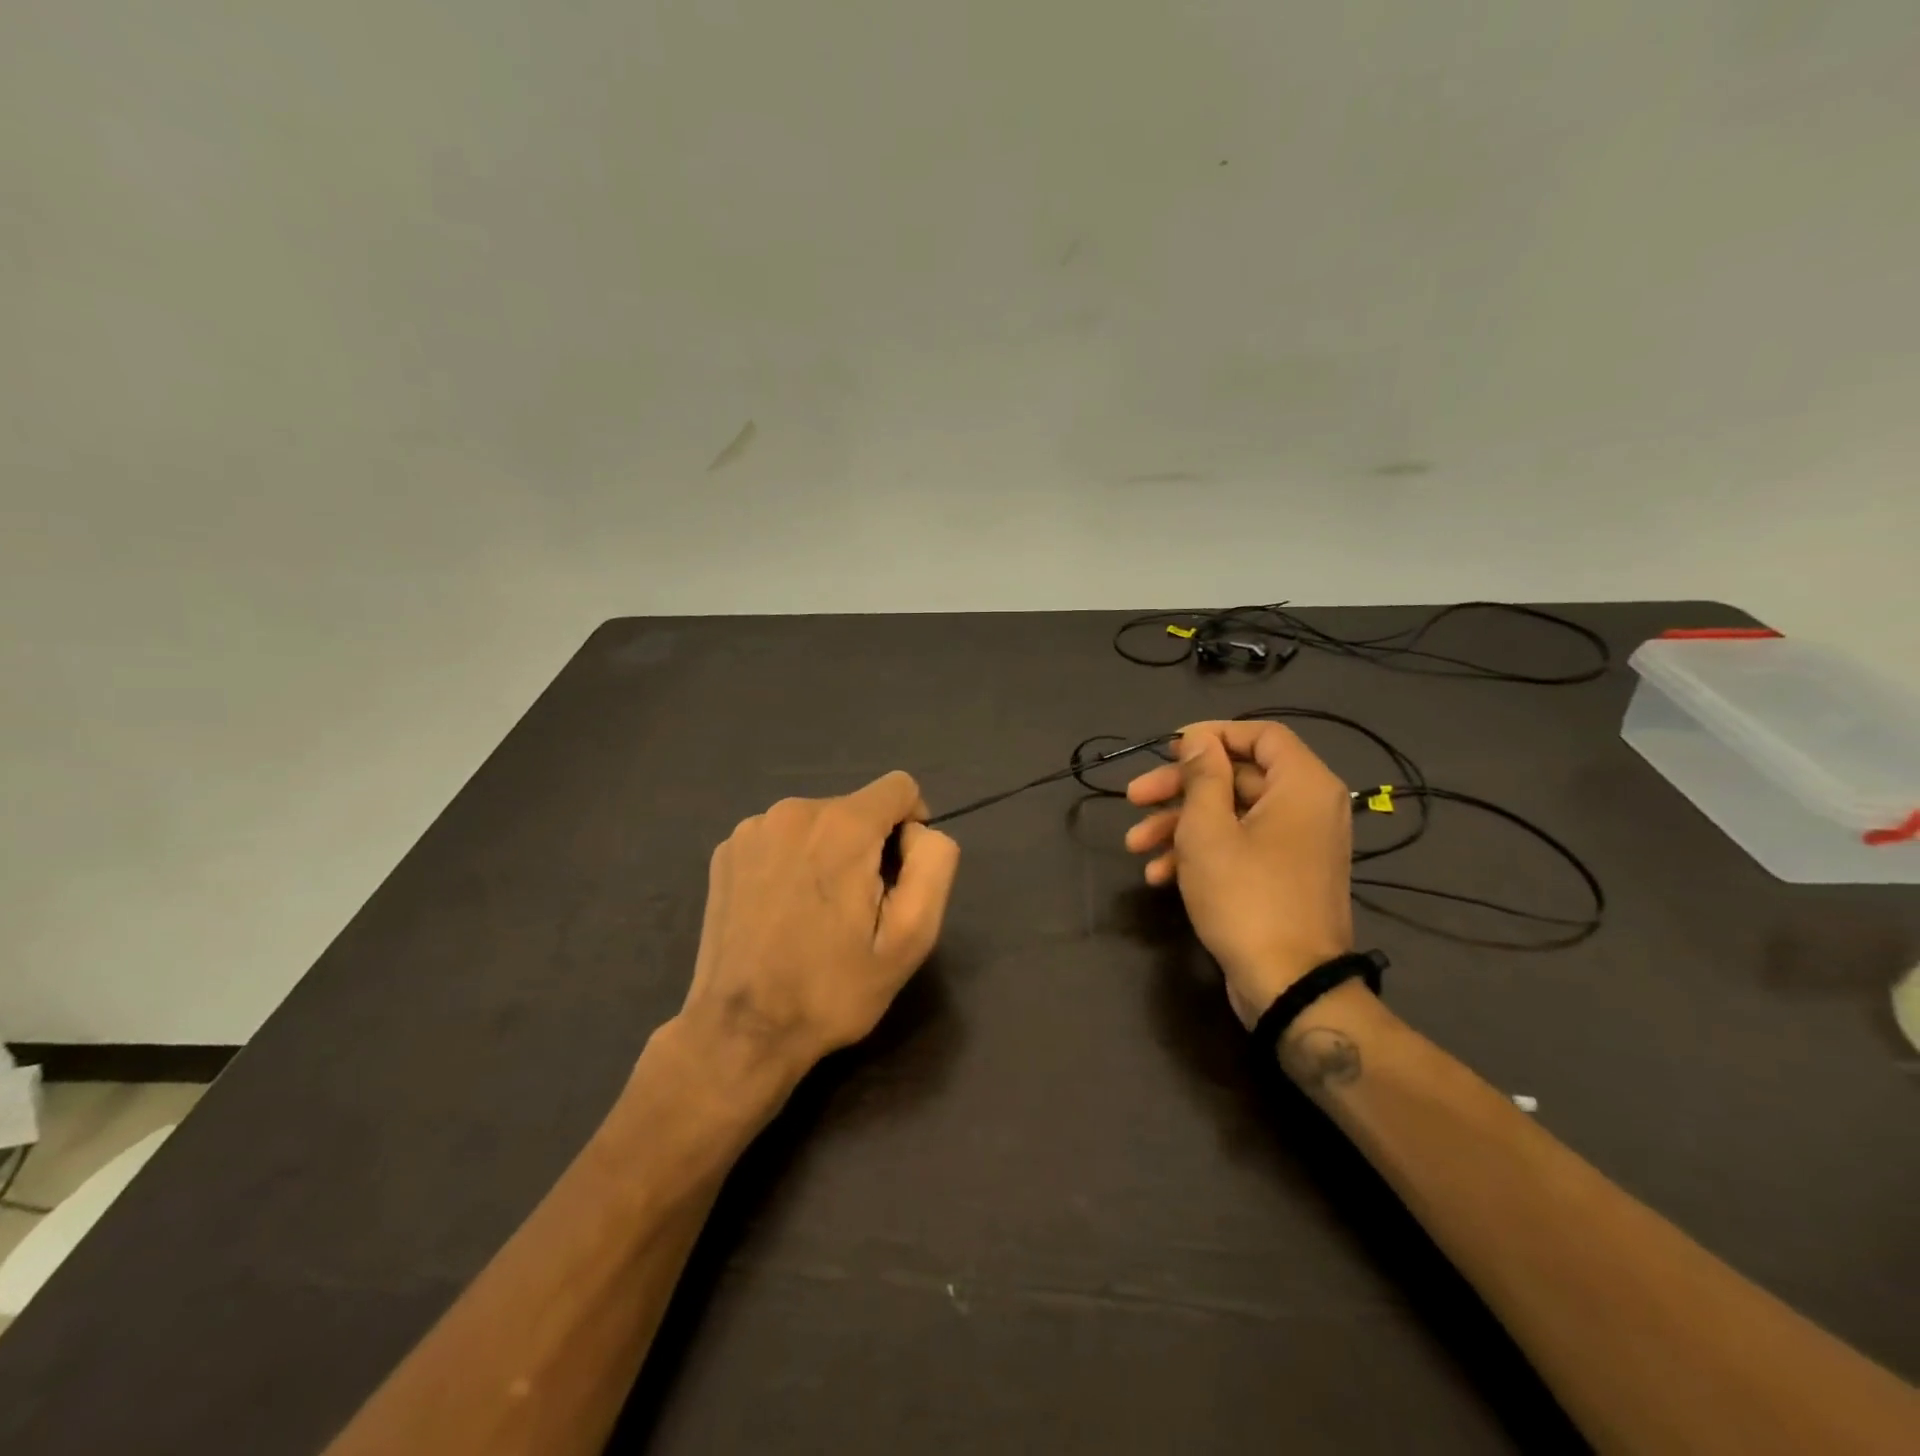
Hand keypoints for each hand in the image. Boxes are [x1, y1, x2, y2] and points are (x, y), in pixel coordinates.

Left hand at [675, 770, 960, 1089]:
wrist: (741, 1031)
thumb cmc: (833, 988)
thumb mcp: (911, 938)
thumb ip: (934, 865)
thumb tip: (919, 833)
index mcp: (842, 825)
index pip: (900, 787)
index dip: (912, 826)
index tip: (899, 877)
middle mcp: (794, 811)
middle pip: (857, 808)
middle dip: (868, 847)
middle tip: (856, 911)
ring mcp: (752, 828)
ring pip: (818, 823)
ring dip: (829, 853)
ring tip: (815, 914)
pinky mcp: (727, 851)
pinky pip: (781, 837)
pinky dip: (792, 861)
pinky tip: (781, 910)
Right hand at [1124, 722, 1353, 1026]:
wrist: (1288, 985)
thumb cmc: (1246, 896)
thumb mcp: (1208, 830)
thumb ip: (1202, 776)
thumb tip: (1199, 739)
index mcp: (1302, 785)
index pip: (1260, 734)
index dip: (1211, 736)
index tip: (1168, 748)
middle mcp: (1308, 807)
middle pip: (1237, 777)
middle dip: (1179, 788)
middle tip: (1133, 798)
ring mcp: (1297, 845)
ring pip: (1231, 815)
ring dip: (1179, 825)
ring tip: (1135, 845)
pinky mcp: (1284, 876)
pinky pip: (1242, 847)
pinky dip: (1201, 853)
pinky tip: (1159, 874)